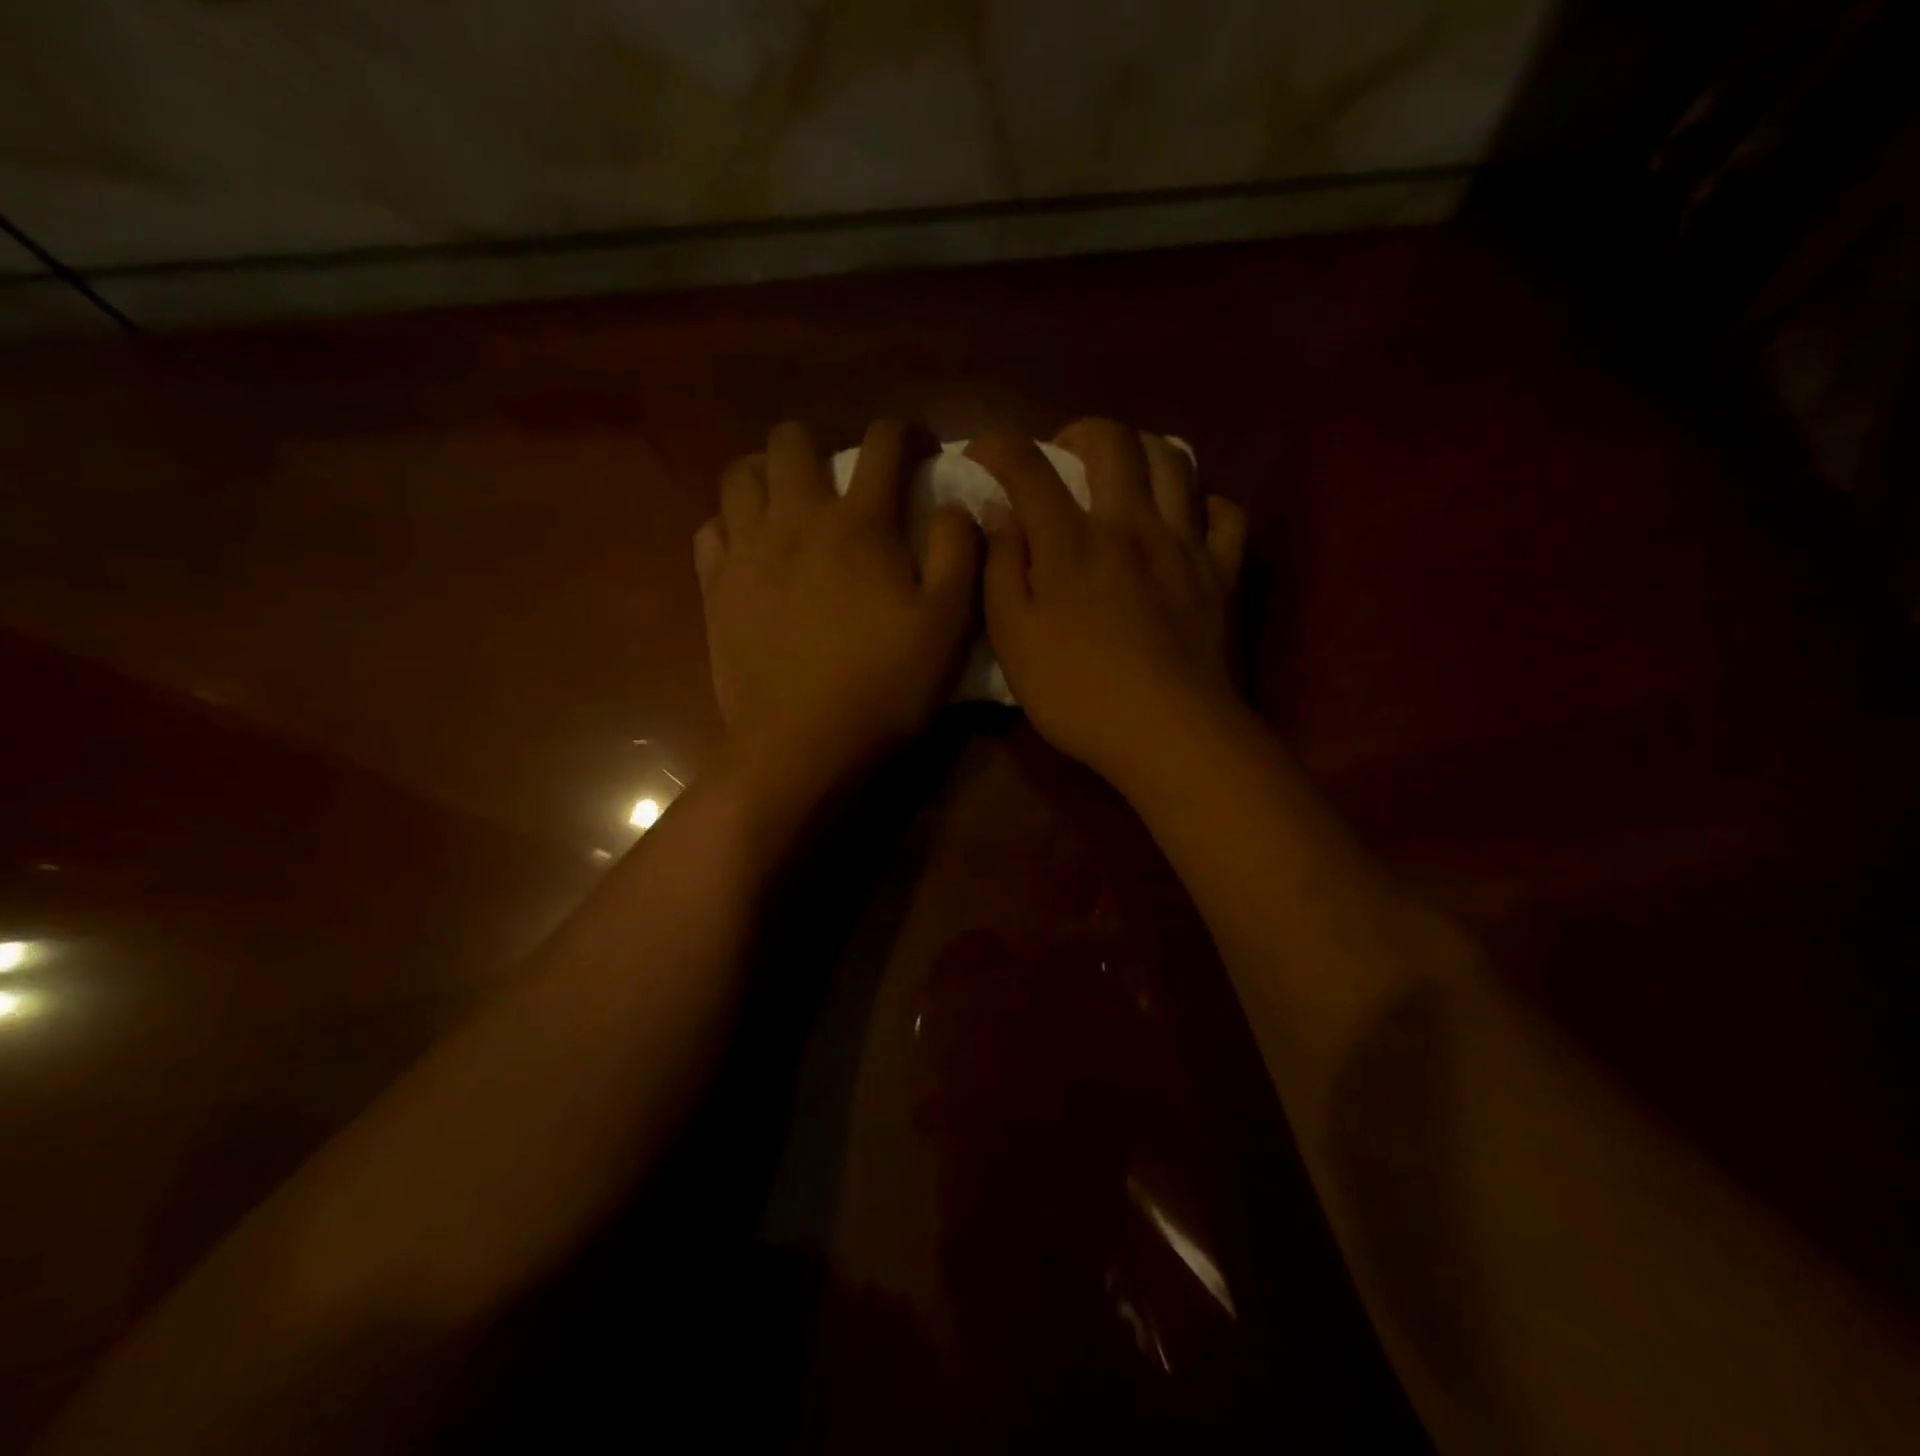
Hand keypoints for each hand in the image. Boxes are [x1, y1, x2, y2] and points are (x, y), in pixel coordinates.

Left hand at [694, 420, 982, 786]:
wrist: (803, 747)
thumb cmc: (885, 687)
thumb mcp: (949, 624)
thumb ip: (959, 552)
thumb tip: (954, 505)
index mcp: (859, 524)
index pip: (883, 443)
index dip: (906, 432)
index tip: (918, 447)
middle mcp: (795, 520)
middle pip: (791, 439)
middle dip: (820, 443)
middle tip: (840, 478)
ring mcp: (746, 553)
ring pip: (740, 475)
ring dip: (768, 474)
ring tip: (789, 502)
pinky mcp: (715, 590)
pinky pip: (710, 529)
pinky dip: (731, 524)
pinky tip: (750, 548)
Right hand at [967, 419, 1248, 788]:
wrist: (1168, 733)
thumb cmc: (1077, 693)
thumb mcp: (1013, 639)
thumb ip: (1000, 571)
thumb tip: (1003, 520)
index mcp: (1072, 541)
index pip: (1029, 467)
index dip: (998, 447)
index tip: (981, 452)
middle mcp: (1131, 524)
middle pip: (1114, 441)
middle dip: (1080, 431)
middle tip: (1063, 457)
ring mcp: (1185, 544)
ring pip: (1175, 460)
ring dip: (1143, 452)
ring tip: (1124, 476)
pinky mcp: (1223, 573)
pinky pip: (1225, 514)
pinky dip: (1203, 505)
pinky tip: (1185, 522)